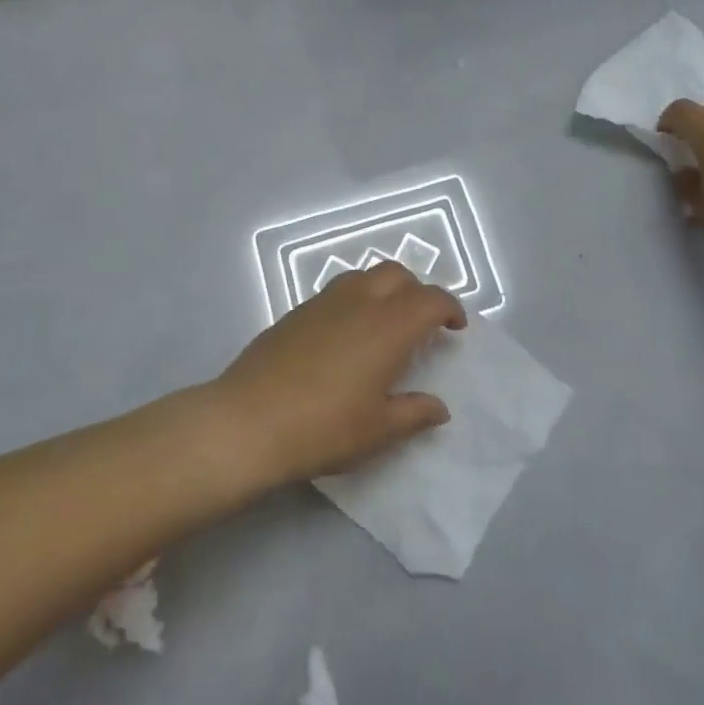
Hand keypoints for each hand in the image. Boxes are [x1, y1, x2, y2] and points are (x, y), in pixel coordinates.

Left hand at [212, 263, 466, 484]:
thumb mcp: (378, 430)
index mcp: (388, 326)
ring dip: (384, 290)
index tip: (455, 328)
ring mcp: (323, 302)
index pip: (430, 299)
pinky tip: (346, 337)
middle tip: (421, 324)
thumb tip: (439, 407)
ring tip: (384, 325)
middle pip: (397, 274)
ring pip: (364, 276)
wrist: (248, 421)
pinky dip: (355, 300)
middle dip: (417, 291)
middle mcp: (359, 301)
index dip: (449, 308)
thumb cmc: (323, 428)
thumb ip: (414, 413)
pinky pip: (337, 291)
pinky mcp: (296, 311)